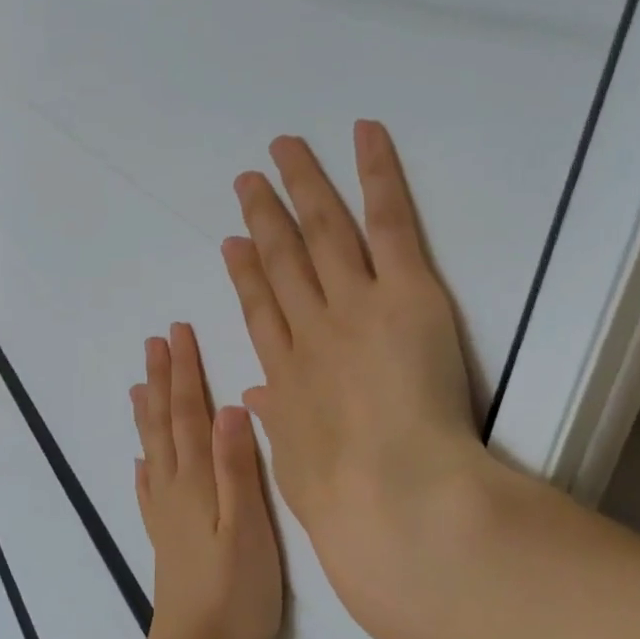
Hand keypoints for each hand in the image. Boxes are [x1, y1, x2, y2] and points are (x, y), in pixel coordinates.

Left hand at [130, 323, 285, 638]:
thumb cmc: (235, 594)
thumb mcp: (248, 528)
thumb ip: (238, 468)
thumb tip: (231, 407)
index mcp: (197, 481)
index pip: (188, 413)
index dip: (184, 372)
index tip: (178, 333)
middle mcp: (174, 489)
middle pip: (164, 423)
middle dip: (163, 380)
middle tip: (155, 342)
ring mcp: (165, 515)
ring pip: (153, 450)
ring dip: (147, 413)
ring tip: (138, 384)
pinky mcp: (165, 539)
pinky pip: (149, 490)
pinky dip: (144, 467)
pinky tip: (140, 461)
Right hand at [222, 121, 496, 638]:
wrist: (394, 499)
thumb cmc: (344, 502)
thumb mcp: (297, 469)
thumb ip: (279, 426)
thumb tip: (257, 399)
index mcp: (288, 374)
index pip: (261, 310)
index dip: (245, 274)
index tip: (233, 244)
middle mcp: (312, 328)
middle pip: (282, 260)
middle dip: (264, 217)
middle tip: (248, 180)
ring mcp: (355, 303)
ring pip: (324, 231)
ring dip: (303, 187)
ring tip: (284, 150)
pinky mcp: (406, 291)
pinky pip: (389, 222)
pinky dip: (376, 175)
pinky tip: (364, 136)